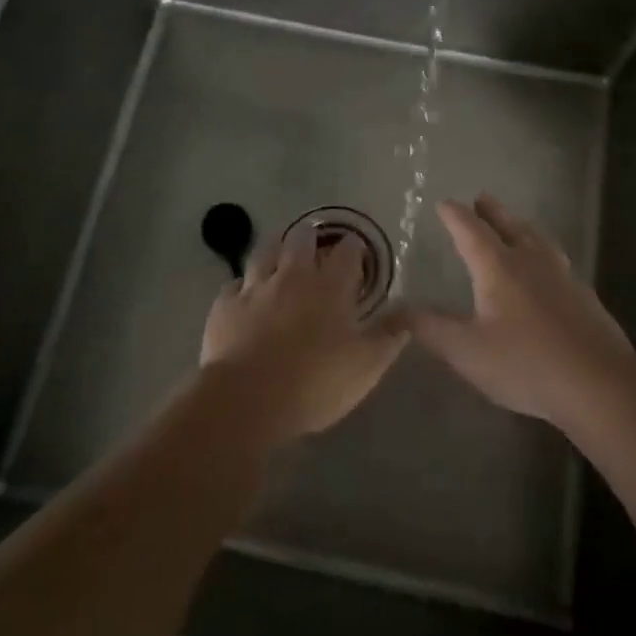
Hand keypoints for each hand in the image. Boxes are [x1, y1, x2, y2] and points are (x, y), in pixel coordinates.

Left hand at [201, 225, 407, 443]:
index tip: (357, 250)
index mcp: (330, 286)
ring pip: (265, 252)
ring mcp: (255, 287)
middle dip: (310, 237)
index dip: (353, 248)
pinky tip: (245, 295)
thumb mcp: (366, 366)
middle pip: (301, 239)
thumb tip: (410, 311)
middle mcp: (293, 275)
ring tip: (281, 257)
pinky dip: (243, 286)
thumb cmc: (315, 382)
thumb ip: (389, 335)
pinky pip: (235, 284)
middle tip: (315, 246)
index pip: (347, 252)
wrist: (247, 399)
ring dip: (276, 251)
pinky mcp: (225, 305)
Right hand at [406, 194, 635, 426]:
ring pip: (539, 240)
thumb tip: (396, 309)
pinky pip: (559, 262)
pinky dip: (545, 254)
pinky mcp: (585, 298)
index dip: (455, 216)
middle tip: (482, 198)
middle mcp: (531, 262)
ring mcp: (563, 277)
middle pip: (510, 226)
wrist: (599, 384)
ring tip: (517, 224)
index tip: (445, 203)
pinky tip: (550, 270)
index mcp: (499, 267)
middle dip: (492, 212)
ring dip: (522, 227)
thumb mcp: (466, 350)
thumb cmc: (525, 363)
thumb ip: (429, 328)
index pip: (471, 231)